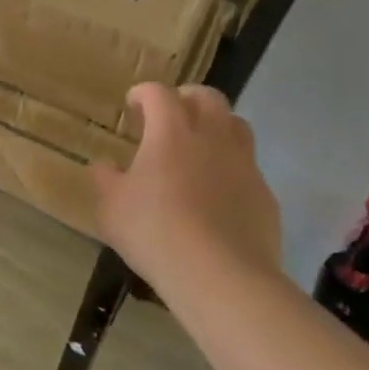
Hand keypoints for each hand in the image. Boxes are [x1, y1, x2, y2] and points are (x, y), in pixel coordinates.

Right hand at [91, 83, 282, 290]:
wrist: (221, 276)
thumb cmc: (155, 232)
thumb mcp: (111, 208)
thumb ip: (105, 180)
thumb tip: (104, 166)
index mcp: (171, 131)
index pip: (158, 93)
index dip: (143, 93)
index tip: (132, 106)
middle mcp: (212, 136)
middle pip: (207, 97)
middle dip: (186, 98)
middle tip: (169, 117)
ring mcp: (244, 164)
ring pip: (236, 126)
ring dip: (216, 127)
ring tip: (198, 149)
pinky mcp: (264, 195)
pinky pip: (248, 168)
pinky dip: (231, 169)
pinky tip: (217, 195)